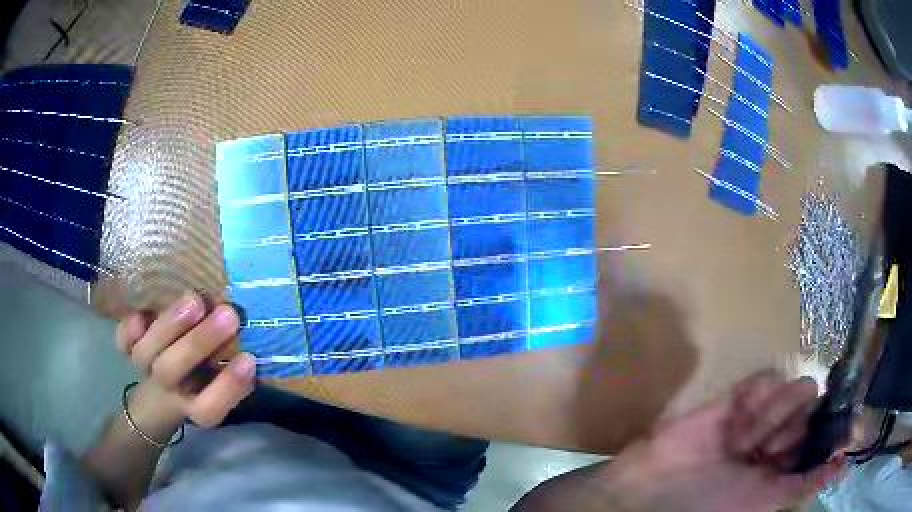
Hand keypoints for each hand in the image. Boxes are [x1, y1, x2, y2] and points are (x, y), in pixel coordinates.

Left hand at [115, 292, 254, 433]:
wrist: (161, 392)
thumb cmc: (201, 382)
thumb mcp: (222, 384)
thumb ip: (234, 371)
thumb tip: (256, 343)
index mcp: (193, 405)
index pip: (209, 407)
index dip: (227, 387)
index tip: (249, 359)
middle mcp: (167, 388)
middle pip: (173, 372)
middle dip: (198, 343)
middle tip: (228, 315)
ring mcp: (144, 368)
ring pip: (146, 353)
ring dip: (169, 326)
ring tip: (195, 301)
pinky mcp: (128, 349)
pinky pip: (123, 341)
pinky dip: (128, 328)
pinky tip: (142, 314)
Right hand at [606, 372, 846, 511]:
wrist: (651, 488)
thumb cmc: (710, 505)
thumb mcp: (764, 502)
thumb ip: (805, 484)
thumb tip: (844, 467)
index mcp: (782, 470)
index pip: (820, 439)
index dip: (829, 428)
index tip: (842, 418)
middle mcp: (776, 442)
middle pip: (810, 411)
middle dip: (796, 424)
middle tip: (769, 449)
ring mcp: (756, 419)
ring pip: (791, 393)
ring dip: (774, 414)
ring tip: (744, 442)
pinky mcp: (734, 400)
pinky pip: (762, 382)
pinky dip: (758, 393)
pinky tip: (739, 415)